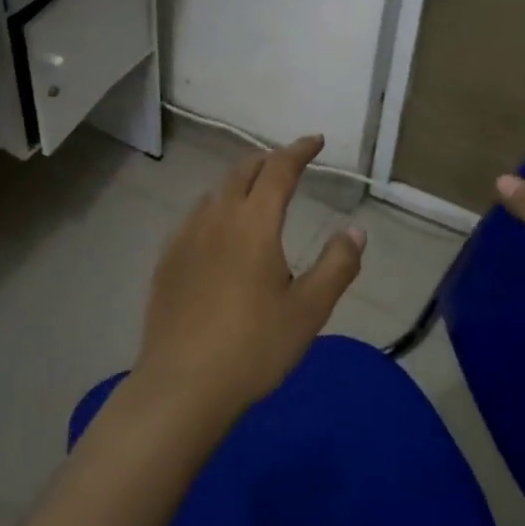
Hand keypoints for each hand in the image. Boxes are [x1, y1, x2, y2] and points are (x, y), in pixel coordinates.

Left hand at [134, 136, 364, 420]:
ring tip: (256, 194)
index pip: (279, 170)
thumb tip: (357, 230)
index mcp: (254, 223)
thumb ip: (337, 265)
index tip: (315, 141)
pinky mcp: (167, 259)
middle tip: (288, 164)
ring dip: (240, 183)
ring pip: (216, 193)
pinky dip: (216, 208)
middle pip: (243, 172)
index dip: (298, 150)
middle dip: (268, 161)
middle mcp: (217, 218)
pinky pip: (196, 217)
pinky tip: (219, 231)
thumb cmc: (253, 347)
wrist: (183, 384)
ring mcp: (186, 237)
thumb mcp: (308, 311)